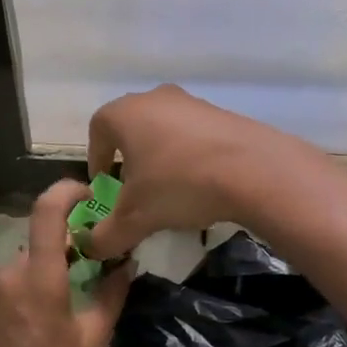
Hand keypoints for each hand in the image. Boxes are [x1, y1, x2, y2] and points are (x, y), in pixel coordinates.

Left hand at [0, 181, 131, 346]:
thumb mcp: (93, 339)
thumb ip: (111, 295)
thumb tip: (126, 265)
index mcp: (39, 275)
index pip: (48, 211)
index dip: (67, 191)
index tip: (88, 193)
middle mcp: (7, 273)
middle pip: (41, 247)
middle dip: (66, 256)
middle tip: (90, 281)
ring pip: (25, 270)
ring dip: (45, 279)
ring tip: (62, 317)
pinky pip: (8, 289)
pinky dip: (26, 296)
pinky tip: (35, 332)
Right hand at [79, 84, 311, 258]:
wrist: (254, 170)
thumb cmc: (178, 184)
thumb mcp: (136, 218)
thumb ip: (107, 235)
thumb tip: (93, 248)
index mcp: (125, 114)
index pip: (97, 129)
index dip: (95, 157)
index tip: (103, 182)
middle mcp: (155, 98)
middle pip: (132, 127)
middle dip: (129, 157)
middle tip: (134, 188)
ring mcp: (192, 102)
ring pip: (164, 129)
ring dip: (161, 156)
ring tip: (169, 189)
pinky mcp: (223, 114)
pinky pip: (194, 135)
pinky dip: (189, 156)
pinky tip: (200, 183)